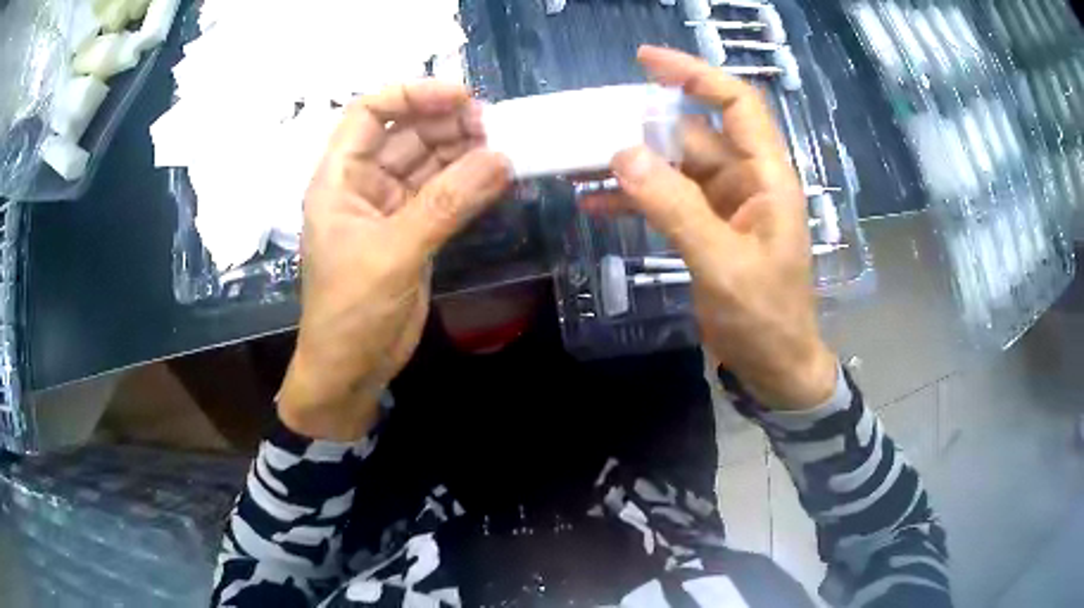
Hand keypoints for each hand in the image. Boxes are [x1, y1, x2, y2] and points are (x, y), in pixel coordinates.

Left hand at [278, 81, 509, 439]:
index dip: (412, 95)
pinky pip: (443, 195)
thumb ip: (447, 204)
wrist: (351, 371)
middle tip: (495, 128)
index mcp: (339, 179)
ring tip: (503, 149)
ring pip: (428, 162)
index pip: (368, 113)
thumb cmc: (351, 312)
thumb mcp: (394, 253)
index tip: (461, 97)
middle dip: (447, 124)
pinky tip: (497, 177)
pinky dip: (469, 184)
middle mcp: (363, 185)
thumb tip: (502, 159)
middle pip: (405, 133)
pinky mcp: (413, 232)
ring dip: (463, 152)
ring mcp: (390, 208)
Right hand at [599, 47, 836, 410]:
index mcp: (767, 178)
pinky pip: (668, 200)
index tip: (646, 60)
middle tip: (592, 120)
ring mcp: (726, 206)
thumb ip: (675, 207)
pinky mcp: (708, 229)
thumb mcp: (722, 263)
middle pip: (695, 133)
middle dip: (646, 125)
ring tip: (582, 161)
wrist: (774, 367)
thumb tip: (622, 154)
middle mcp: (747, 181)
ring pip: (675, 167)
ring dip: (633, 164)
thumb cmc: (765, 318)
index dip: (695, 74)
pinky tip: (596, 202)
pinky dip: (635, 198)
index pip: (736, 105)